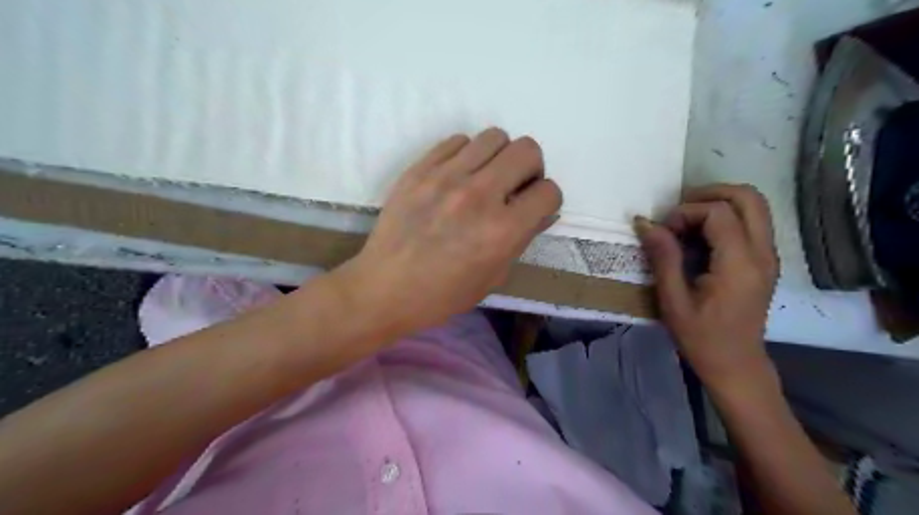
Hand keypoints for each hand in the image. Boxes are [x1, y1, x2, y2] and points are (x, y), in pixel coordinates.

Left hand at [341, 129, 564, 332]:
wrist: (385, 289)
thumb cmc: (443, 294)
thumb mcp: (493, 277)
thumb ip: (522, 239)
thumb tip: (542, 211)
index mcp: (502, 230)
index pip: (548, 191)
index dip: (547, 200)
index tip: (533, 207)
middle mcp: (479, 195)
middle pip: (527, 150)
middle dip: (530, 168)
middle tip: (514, 187)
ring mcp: (446, 177)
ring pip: (494, 136)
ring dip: (499, 157)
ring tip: (485, 178)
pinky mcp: (419, 169)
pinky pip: (457, 141)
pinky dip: (466, 155)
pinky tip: (457, 177)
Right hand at [638, 183, 776, 388]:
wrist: (736, 364)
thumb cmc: (701, 338)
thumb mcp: (673, 300)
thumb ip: (663, 258)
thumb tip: (646, 223)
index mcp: (739, 264)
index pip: (719, 213)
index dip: (686, 213)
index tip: (664, 233)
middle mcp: (762, 253)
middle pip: (748, 197)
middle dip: (709, 194)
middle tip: (678, 210)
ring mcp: (768, 256)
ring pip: (754, 205)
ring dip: (719, 203)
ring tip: (687, 220)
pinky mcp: (765, 261)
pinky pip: (752, 221)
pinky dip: (726, 216)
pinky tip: (700, 236)